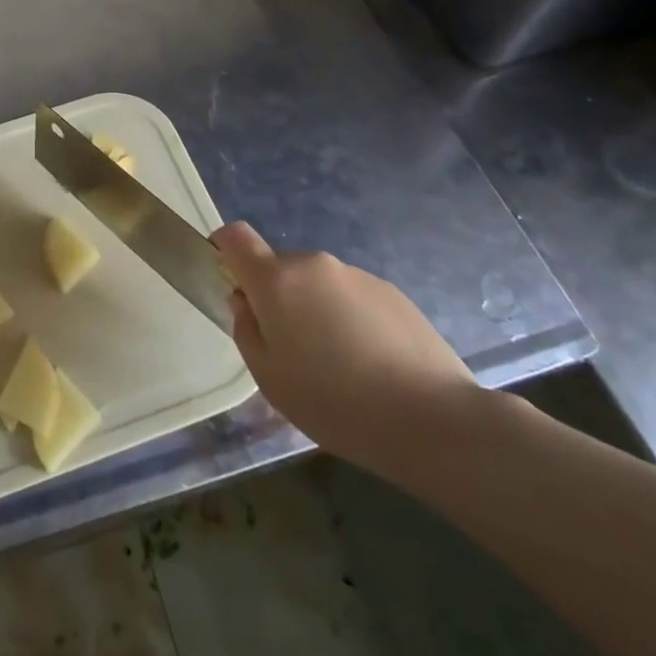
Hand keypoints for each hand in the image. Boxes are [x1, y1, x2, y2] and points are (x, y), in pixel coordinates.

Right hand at [213, 221, 477, 474]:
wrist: (431, 419)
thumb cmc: (334, 402)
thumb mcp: (269, 378)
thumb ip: (247, 330)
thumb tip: (246, 302)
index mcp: (276, 280)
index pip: (236, 237)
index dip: (224, 249)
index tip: (229, 279)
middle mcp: (314, 265)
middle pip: (280, 268)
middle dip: (277, 298)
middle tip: (293, 350)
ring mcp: (357, 275)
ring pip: (319, 285)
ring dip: (316, 311)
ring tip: (341, 366)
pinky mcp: (393, 293)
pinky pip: (353, 298)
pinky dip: (351, 321)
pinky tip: (372, 365)